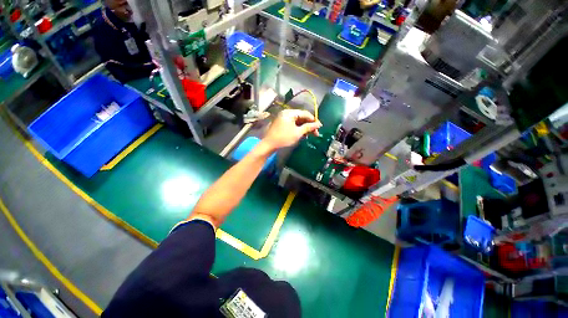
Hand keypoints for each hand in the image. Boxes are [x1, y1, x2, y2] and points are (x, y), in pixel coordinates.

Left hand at [261, 109, 321, 150]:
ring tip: (309, 135)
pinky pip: (292, 124)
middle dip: (309, 125)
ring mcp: (283, 118)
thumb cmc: (284, 138)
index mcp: (290, 113)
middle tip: (316, 133)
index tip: (319, 127)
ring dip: (304, 128)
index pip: (305, 113)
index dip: (313, 120)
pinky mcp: (281, 124)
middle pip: (301, 117)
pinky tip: (302, 135)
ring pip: (297, 121)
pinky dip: (298, 129)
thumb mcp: (298, 133)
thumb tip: (318, 124)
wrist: (269, 145)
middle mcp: (286, 113)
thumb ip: (308, 127)